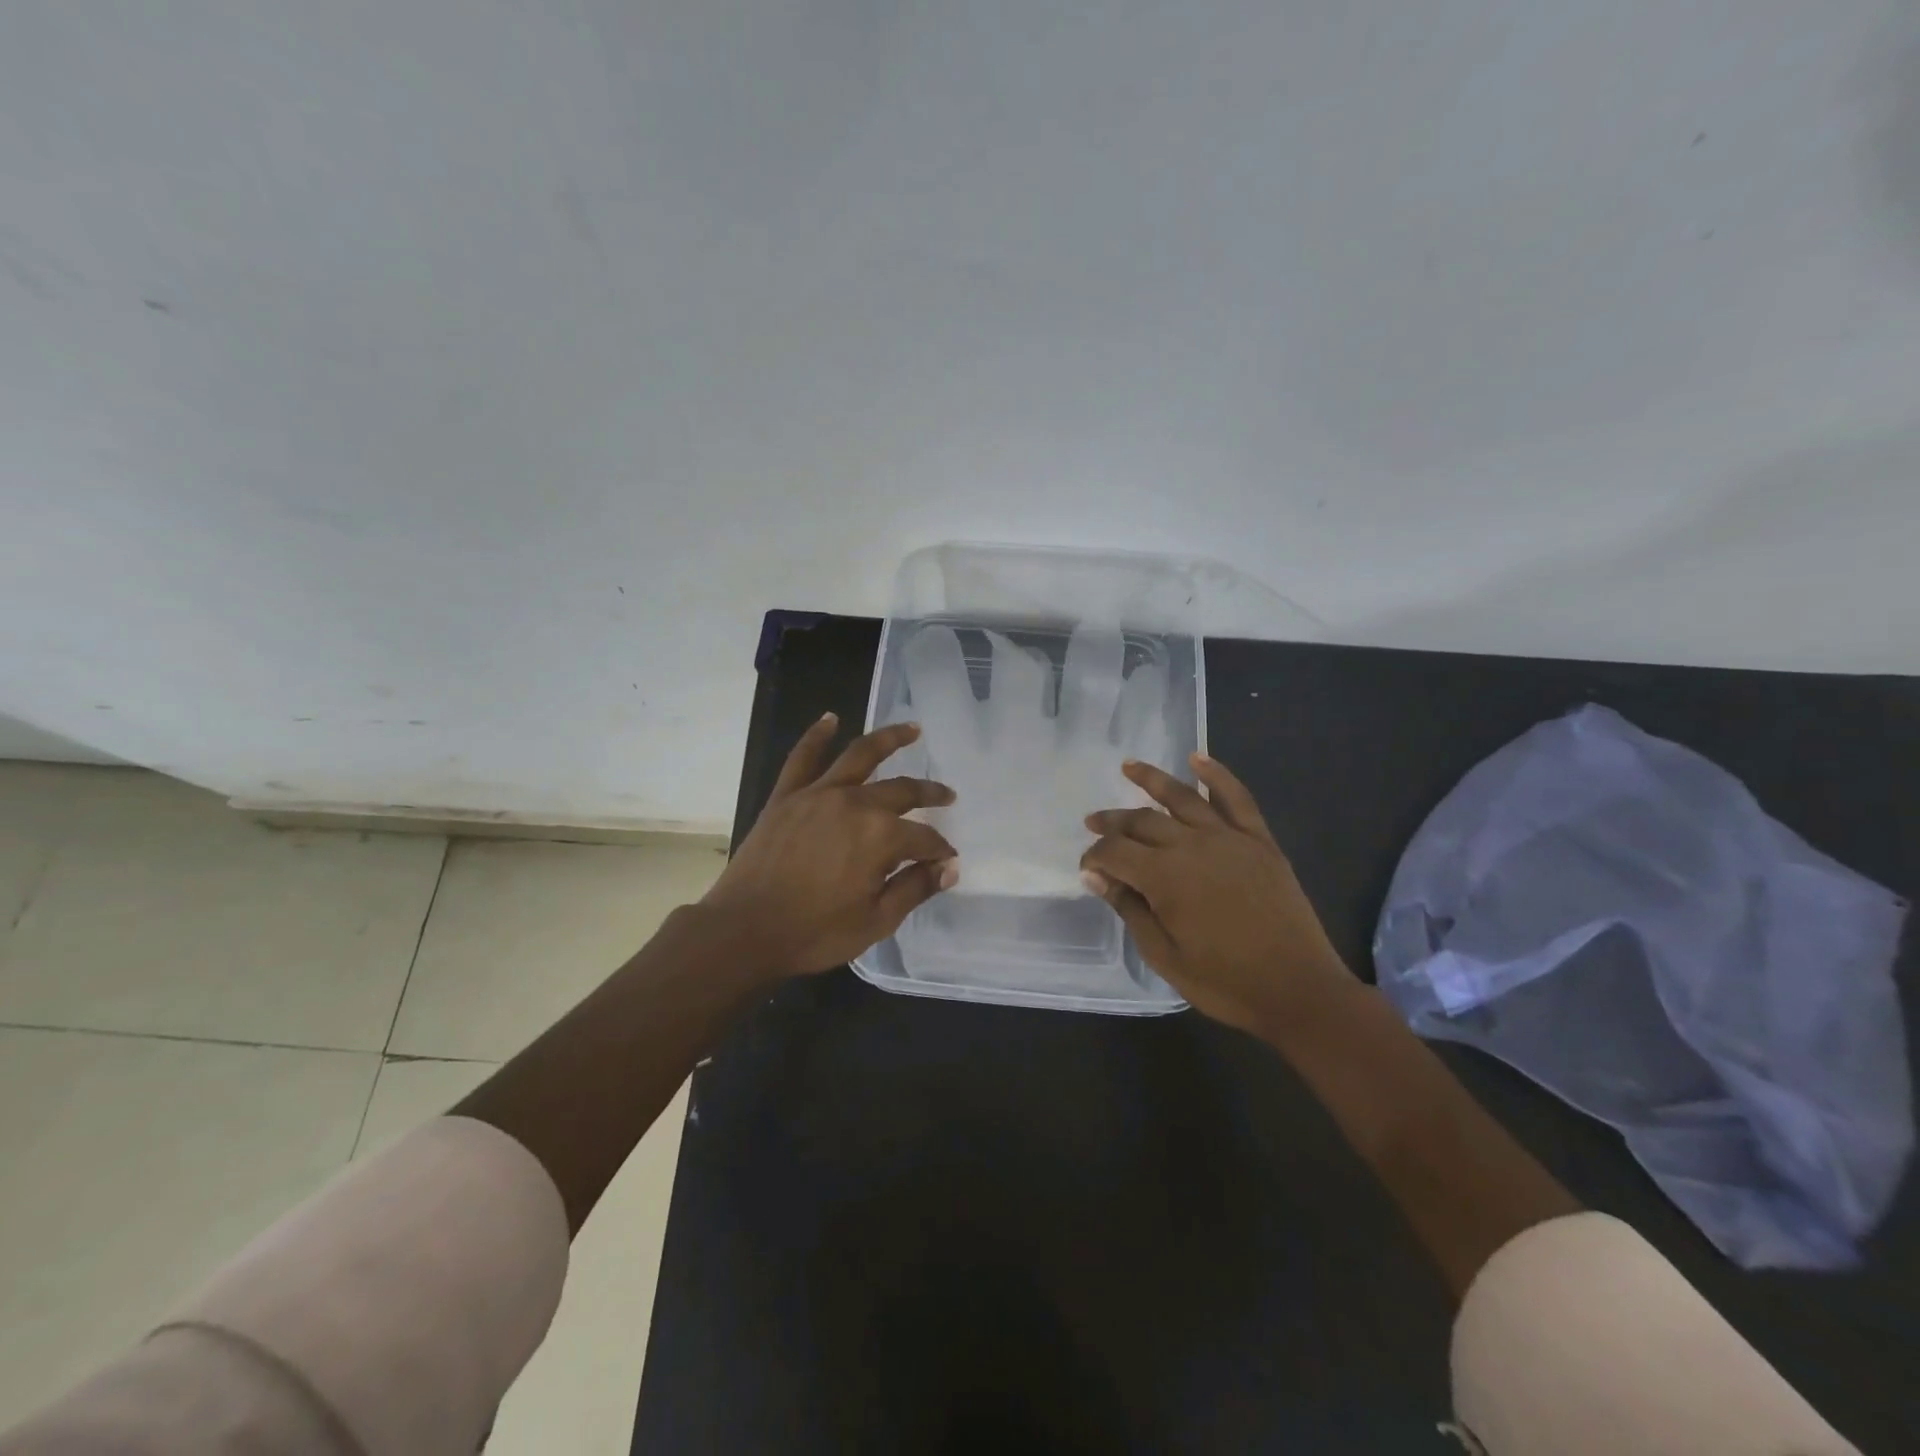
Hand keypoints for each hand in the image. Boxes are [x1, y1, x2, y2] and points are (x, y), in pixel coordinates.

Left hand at [702, 714, 958, 978]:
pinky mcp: (787, 796)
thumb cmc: (814, 932)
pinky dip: (817, 735)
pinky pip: (803, 757)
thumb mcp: (876, 921)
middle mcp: (854, 804)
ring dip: (890, 738)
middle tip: (948, 796)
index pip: (924, 837)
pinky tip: (831, 719)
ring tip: (912, 728)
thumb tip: (949, 867)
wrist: (743, 931)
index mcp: (880, 837)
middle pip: (902, 790)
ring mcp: (818, 794)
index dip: (939, 850)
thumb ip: (915, 888)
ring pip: (860, 755)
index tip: (947, 861)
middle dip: (929, 794)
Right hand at [1080, 754, 1355, 1037]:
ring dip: (1151, 779)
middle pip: (1142, 822)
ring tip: (1128, 767)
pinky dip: (1216, 775)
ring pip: (1182, 798)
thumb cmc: (1225, 982)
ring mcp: (1229, 838)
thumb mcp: (1164, 955)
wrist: (1298, 990)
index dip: (1094, 857)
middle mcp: (1192, 846)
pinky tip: (1198, 759)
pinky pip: (1236, 798)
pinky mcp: (1259, 841)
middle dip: (1112, 822)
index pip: (1115, 852)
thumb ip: (1129, 909)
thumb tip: (1095, 876)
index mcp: (1164, 877)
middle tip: (1093, 822)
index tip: (1087, 869)